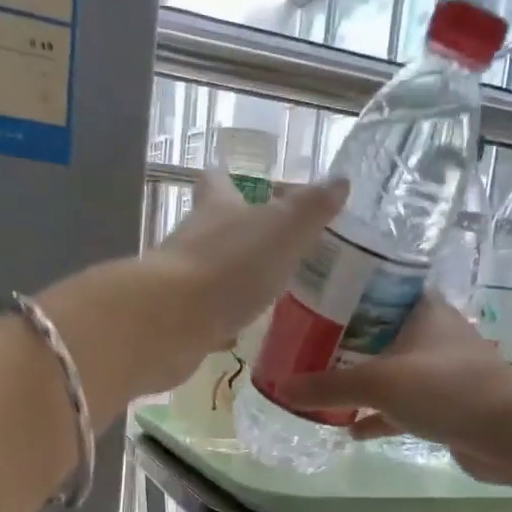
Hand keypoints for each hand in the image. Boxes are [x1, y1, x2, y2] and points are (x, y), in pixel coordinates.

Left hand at [130, 170, 346, 389]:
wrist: (171, 323)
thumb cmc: (229, 267)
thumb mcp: (283, 231)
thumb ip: (311, 209)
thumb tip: (340, 180)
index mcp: (217, 210)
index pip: (217, 184)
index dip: (226, 180)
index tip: (235, 179)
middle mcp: (193, 240)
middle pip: (211, 229)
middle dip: (235, 234)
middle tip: (268, 244)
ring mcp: (181, 283)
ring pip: (208, 273)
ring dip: (230, 279)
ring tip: (262, 290)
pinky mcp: (178, 321)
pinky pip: (204, 317)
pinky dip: (220, 321)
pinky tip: (239, 332)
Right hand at [277, 295, 511, 483]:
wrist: (510, 432)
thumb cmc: (445, 388)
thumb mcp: (379, 382)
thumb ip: (329, 386)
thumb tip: (281, 388)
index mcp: (420, 310)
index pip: (378, 288)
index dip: (345, 293)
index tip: (312, 302)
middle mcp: (431, 335)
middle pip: (379, 332)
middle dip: (344, 342)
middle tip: (305, 348)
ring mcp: (440, 372)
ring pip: (390, 372)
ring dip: (360, 381)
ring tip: (320, 388)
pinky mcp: (444, 406)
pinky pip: (401, 407)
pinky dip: (378, 417)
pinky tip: (351, 430)